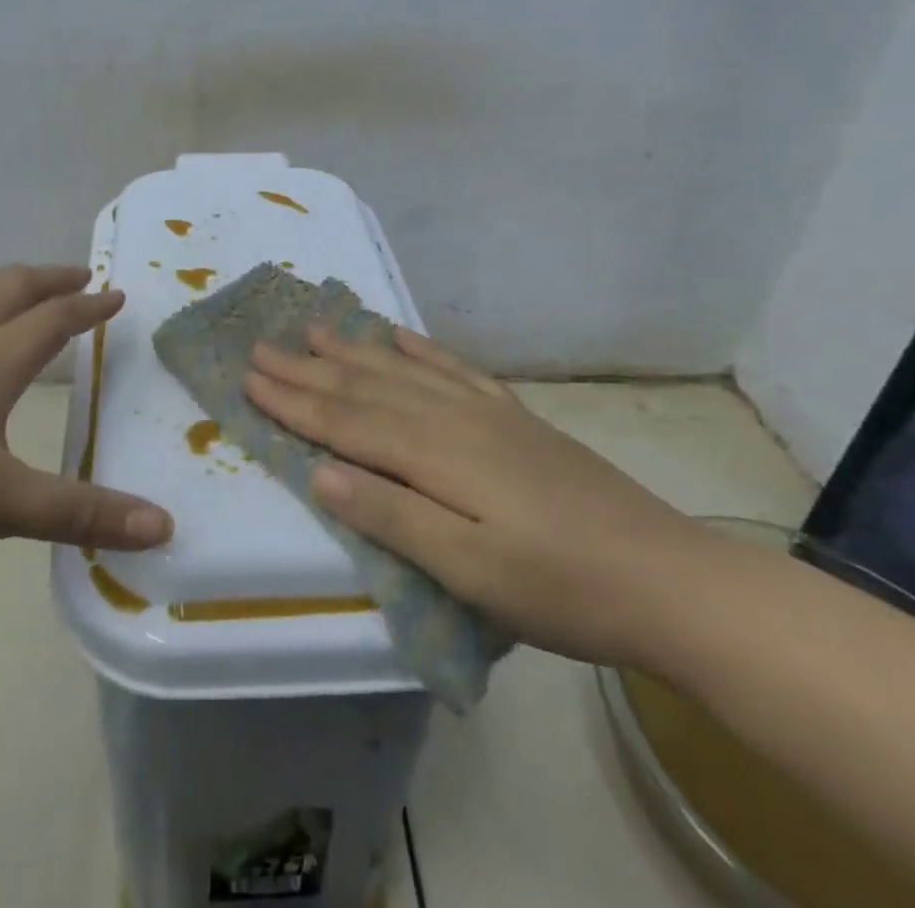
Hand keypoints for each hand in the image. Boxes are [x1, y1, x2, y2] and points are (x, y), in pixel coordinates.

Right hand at [245, 326, 712, 666]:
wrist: (667, 579)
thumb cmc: (559, 588)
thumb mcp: (468, 569)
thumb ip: (392, 515)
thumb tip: (319, 473)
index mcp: (435, 454)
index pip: (346, 421)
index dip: (294, 401)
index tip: (247, 378)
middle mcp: (453, 417)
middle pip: (365, 386)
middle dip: (308, 368)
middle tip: (261, 344)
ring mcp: (486, 412)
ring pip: (402, 370)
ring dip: (353, 349)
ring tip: (314, 326)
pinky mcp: (514, 418)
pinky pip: (454, 369)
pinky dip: (419, 349)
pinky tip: (400, 336)